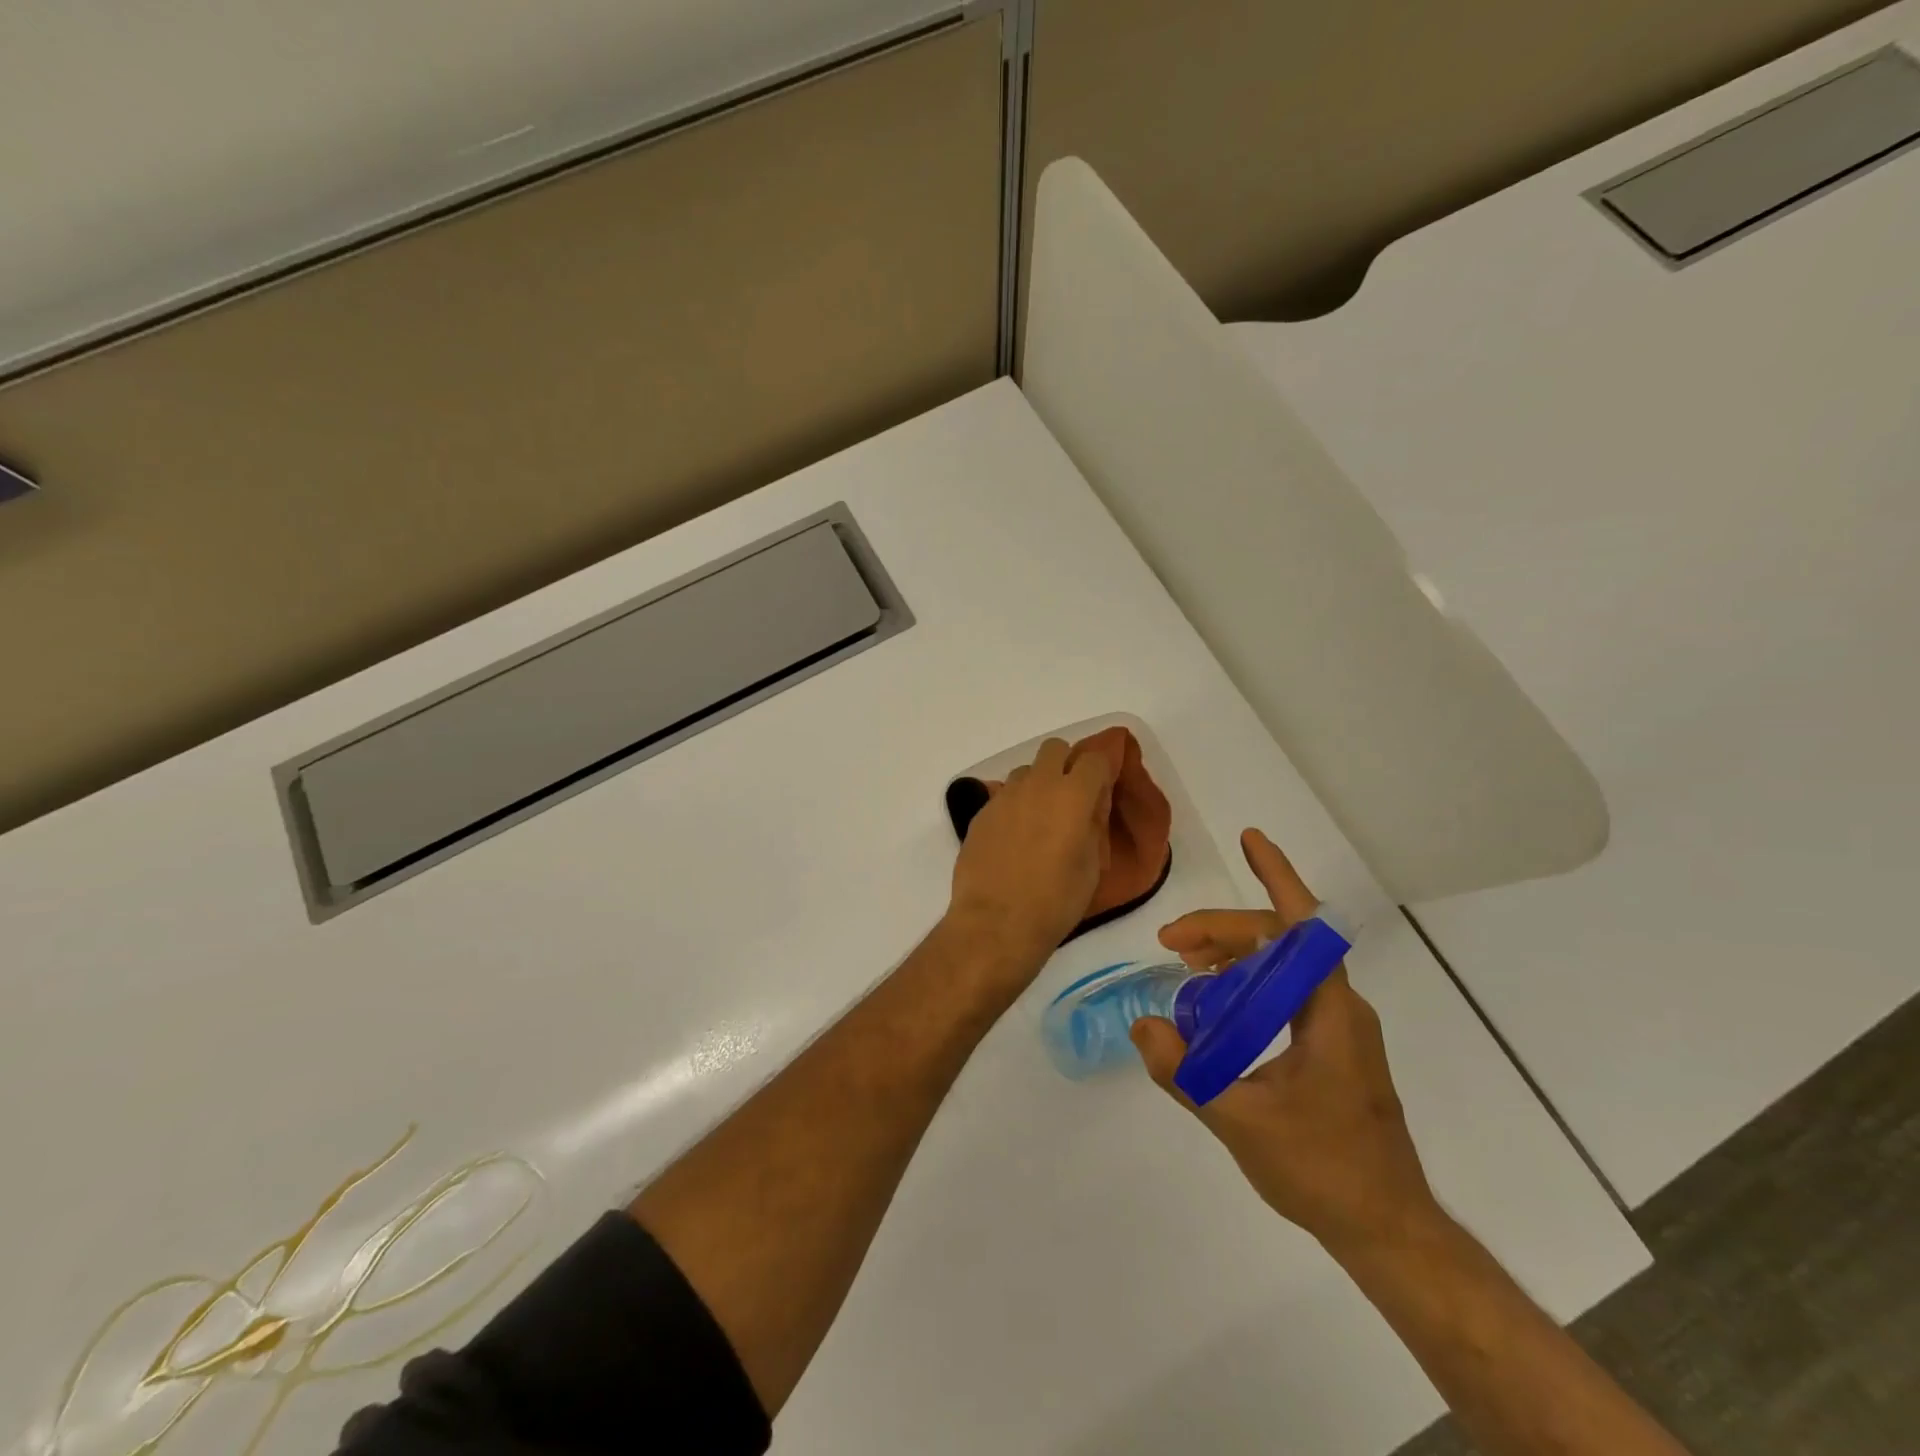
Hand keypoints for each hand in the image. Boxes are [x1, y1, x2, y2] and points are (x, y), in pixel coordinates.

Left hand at [948, 738, 1115, 974]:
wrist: (996, 923)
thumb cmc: (1055, 901)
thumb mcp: (1091, 866)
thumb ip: (1094, 825)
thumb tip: (1091, 806)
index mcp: (1072, 796)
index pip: (1095, 759)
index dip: (1102, 770)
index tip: (1103, 789)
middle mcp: (1037, 785)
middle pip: (1055, 749)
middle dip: (1067, 764)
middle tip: (1071, 797)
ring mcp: (1004, 797)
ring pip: (1026, 771)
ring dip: (1038, 784)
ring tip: (1040, 819)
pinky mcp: (981, 813)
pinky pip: (1004, 795)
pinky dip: (1015, 806)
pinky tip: (1015, 837)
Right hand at [1131, 829, 1439, 1254]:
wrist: (1386, 1229)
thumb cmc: (1323, 1172)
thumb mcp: (1241, 1123)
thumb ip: (1186, 1075)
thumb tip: (1141, 1026)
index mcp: (1329, 1012)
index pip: (1304, 927)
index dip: (1278, 876)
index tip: (1250, 839)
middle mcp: (1339, 1008)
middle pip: (1280, 942)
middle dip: (1223, 929)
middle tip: (1169, 940)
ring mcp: (1339, 1027)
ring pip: (1282, 966)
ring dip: (1234, 953)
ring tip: (1184, 961)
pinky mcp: (1332, 1048)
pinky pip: (1285, 993)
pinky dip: (1247, 982)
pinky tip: (1213, 1003)